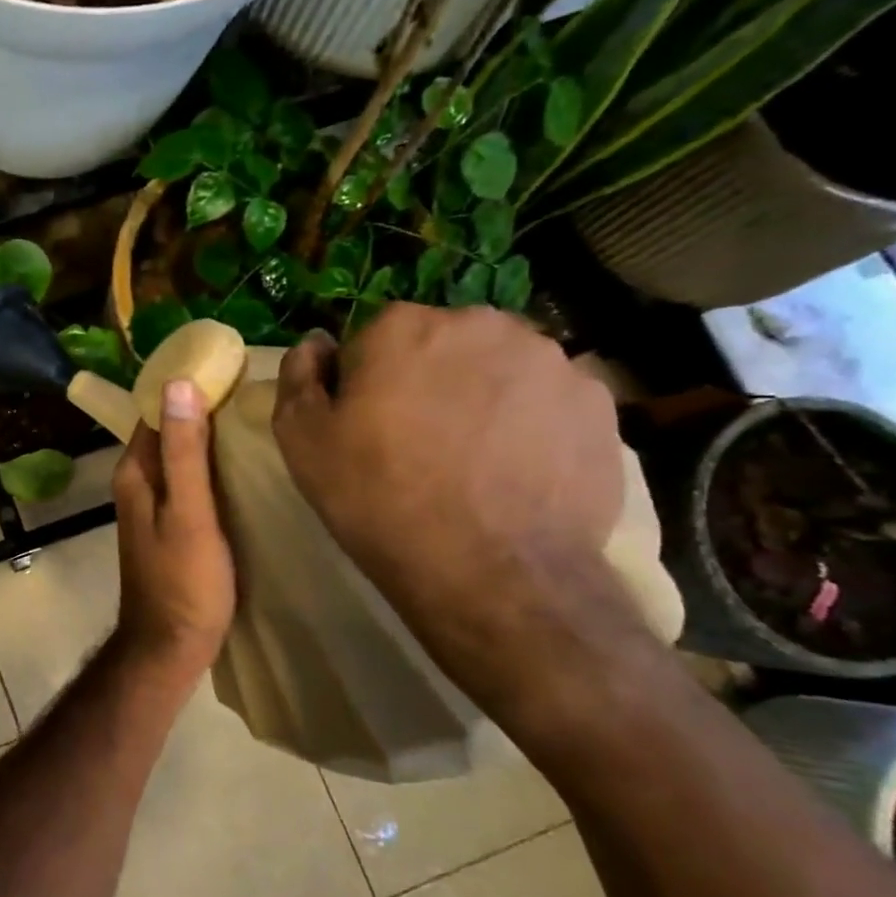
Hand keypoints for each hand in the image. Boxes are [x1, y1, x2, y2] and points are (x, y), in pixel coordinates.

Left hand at [111, 379, 235, 680]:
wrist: (171, 646)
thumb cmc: (183, 581)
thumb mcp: (189, 512)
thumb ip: (183, 451)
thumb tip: (178, 385)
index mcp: (134, 472)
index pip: (155, 410)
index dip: (187, 387)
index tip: (229, 366)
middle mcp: (137, 482)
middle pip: (168, 431)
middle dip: (202, 408)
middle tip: (253, 388)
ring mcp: (153, 505)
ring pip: (180, 456)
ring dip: (208, 437)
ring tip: (256, 417)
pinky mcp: (172, 524)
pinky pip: (190, 481)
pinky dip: (211, 467)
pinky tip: (243, 464)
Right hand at [271, 307, 634, 711]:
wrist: (491, 572)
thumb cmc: (378, 499)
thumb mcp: (302, 441)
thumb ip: (298, 377)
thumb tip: (315, 343)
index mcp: (402, 327)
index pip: (371, 339)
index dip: (363, 383)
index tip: (364, 426)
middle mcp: (480, 324)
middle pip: (439, 345)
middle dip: (425, 380)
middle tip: (416, 443)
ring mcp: (550, 360)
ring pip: (497, 369)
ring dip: (479, 397)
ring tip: (471, 461)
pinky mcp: (597, 403)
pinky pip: (546, 401)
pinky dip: (529, 424)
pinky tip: (515, 471)